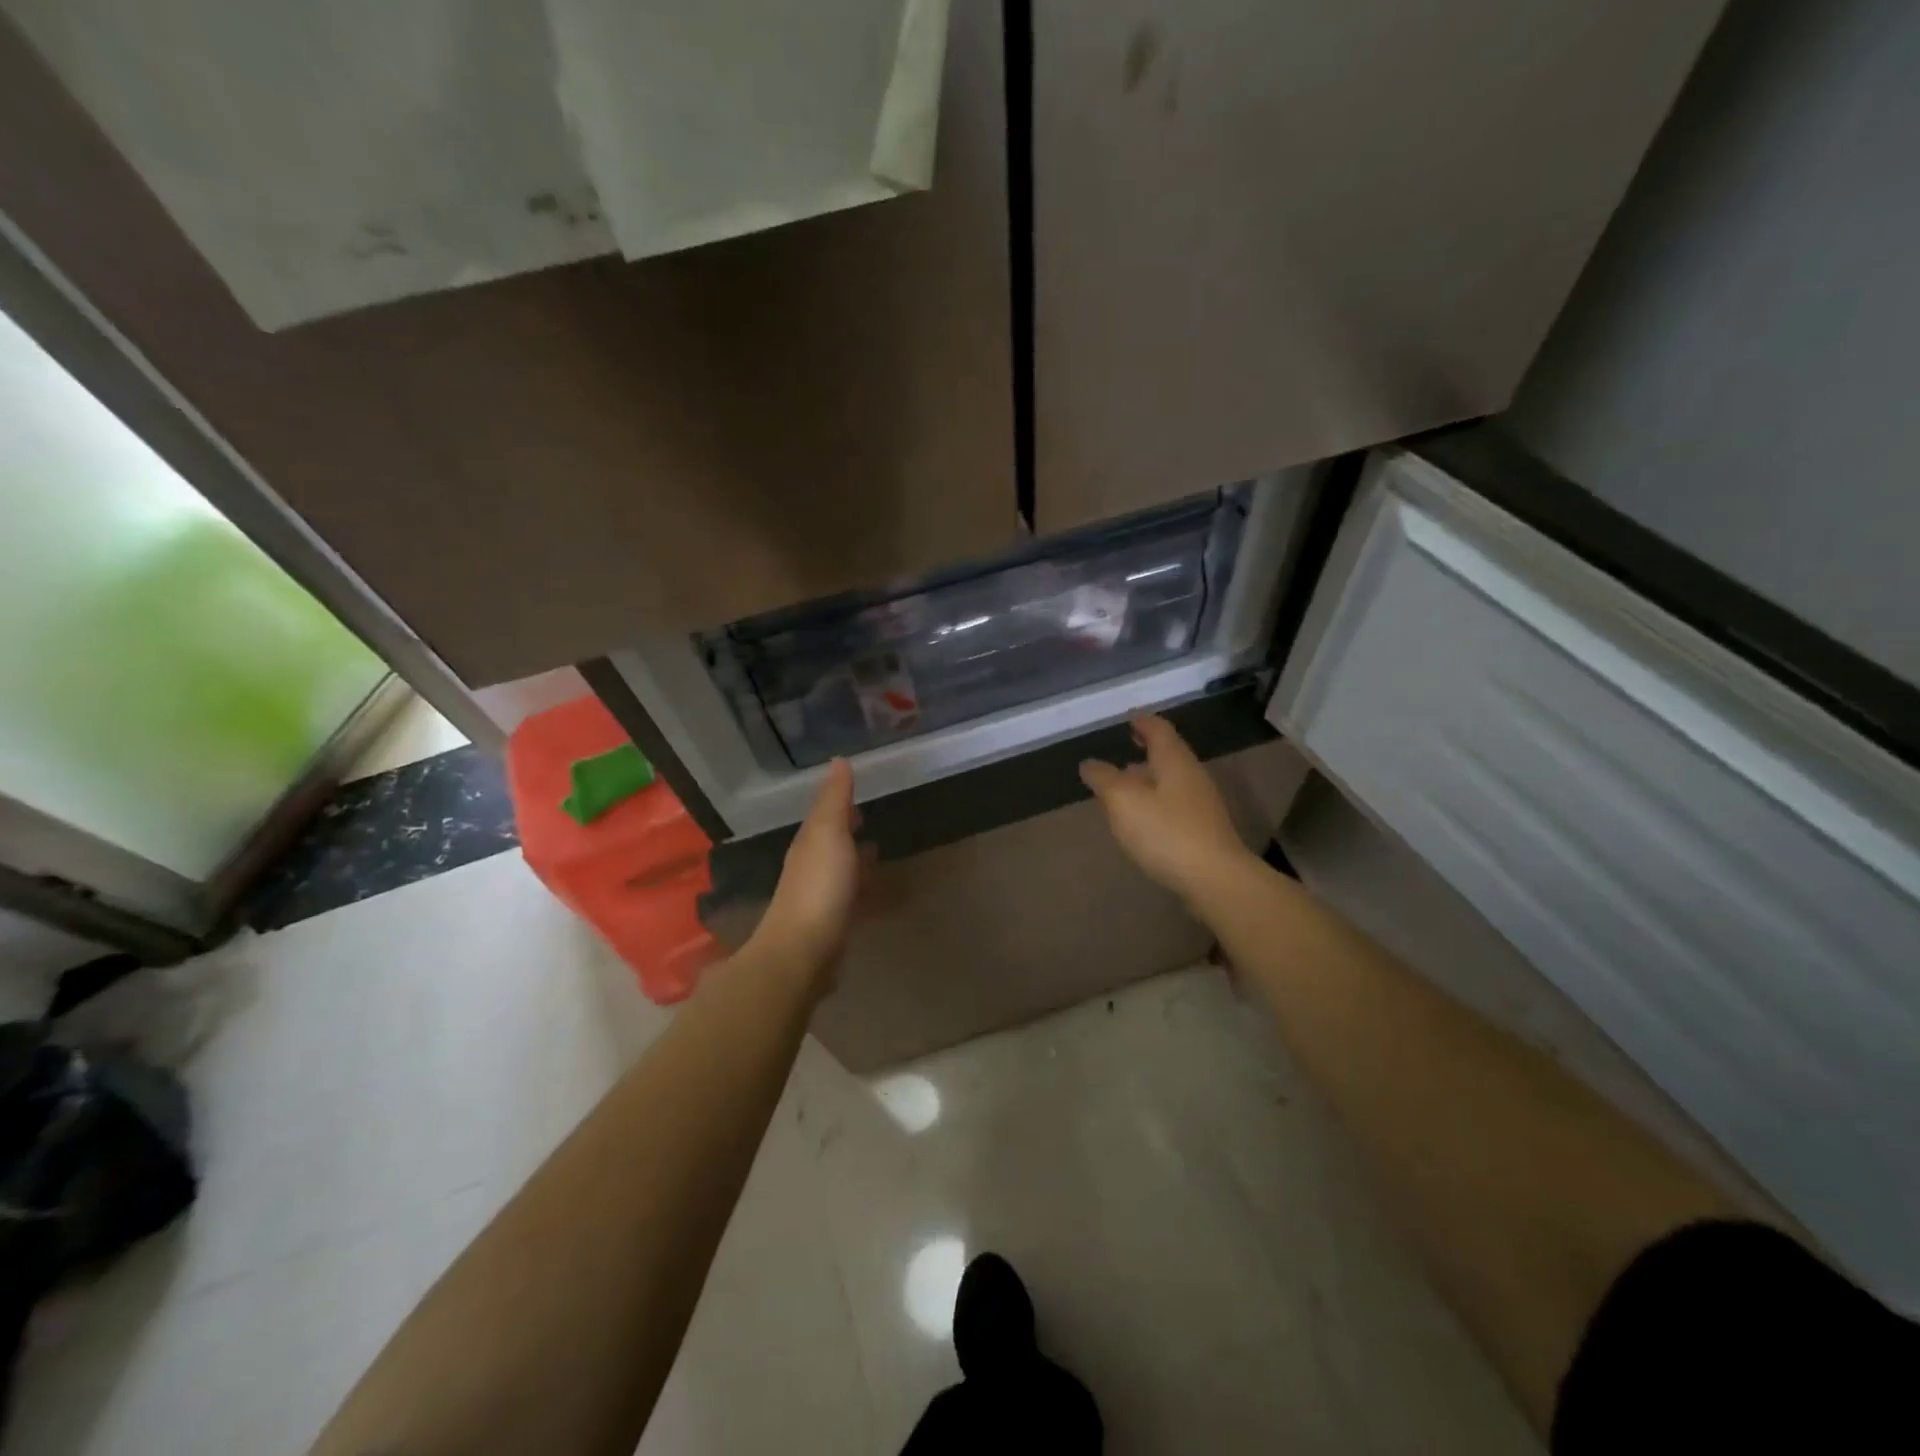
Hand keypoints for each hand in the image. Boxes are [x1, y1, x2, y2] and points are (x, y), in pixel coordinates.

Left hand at [750, 759, 866, 988]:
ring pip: (842, 872)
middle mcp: (810, 868)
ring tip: (879, 855)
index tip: (859, 795)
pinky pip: (852, 900)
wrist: (803, 952)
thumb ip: (835, 800)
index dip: (840, 805)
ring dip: (857, 862)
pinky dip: (864, 892)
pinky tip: (879, 898)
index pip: (824, 816)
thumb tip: (838, 760)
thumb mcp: (829, 833)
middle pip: (831, 844)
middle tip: (870, 820)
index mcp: (809, 844)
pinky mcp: (832, 927)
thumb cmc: (819, 886)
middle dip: (848, 832)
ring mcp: (820, 900)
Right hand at [1079, 714, 1253, 903]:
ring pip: (1172, 781)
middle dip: (1146, 750)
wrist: (1215, 879)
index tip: (1129, 718)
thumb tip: (1089, 763)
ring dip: (1150, 778)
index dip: (1143, 722)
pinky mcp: (1203, 831)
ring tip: (1126, 786)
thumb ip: (1104, 779)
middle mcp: (1192, 776)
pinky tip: (1143, 819)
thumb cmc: (1165, 831)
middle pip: (1169, 755)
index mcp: (1174, 761)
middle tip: (1126, 748)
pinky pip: (1175, 805)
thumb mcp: (1123, 801)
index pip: (1159, 730)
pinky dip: (1157, 802)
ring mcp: (1201, 805)